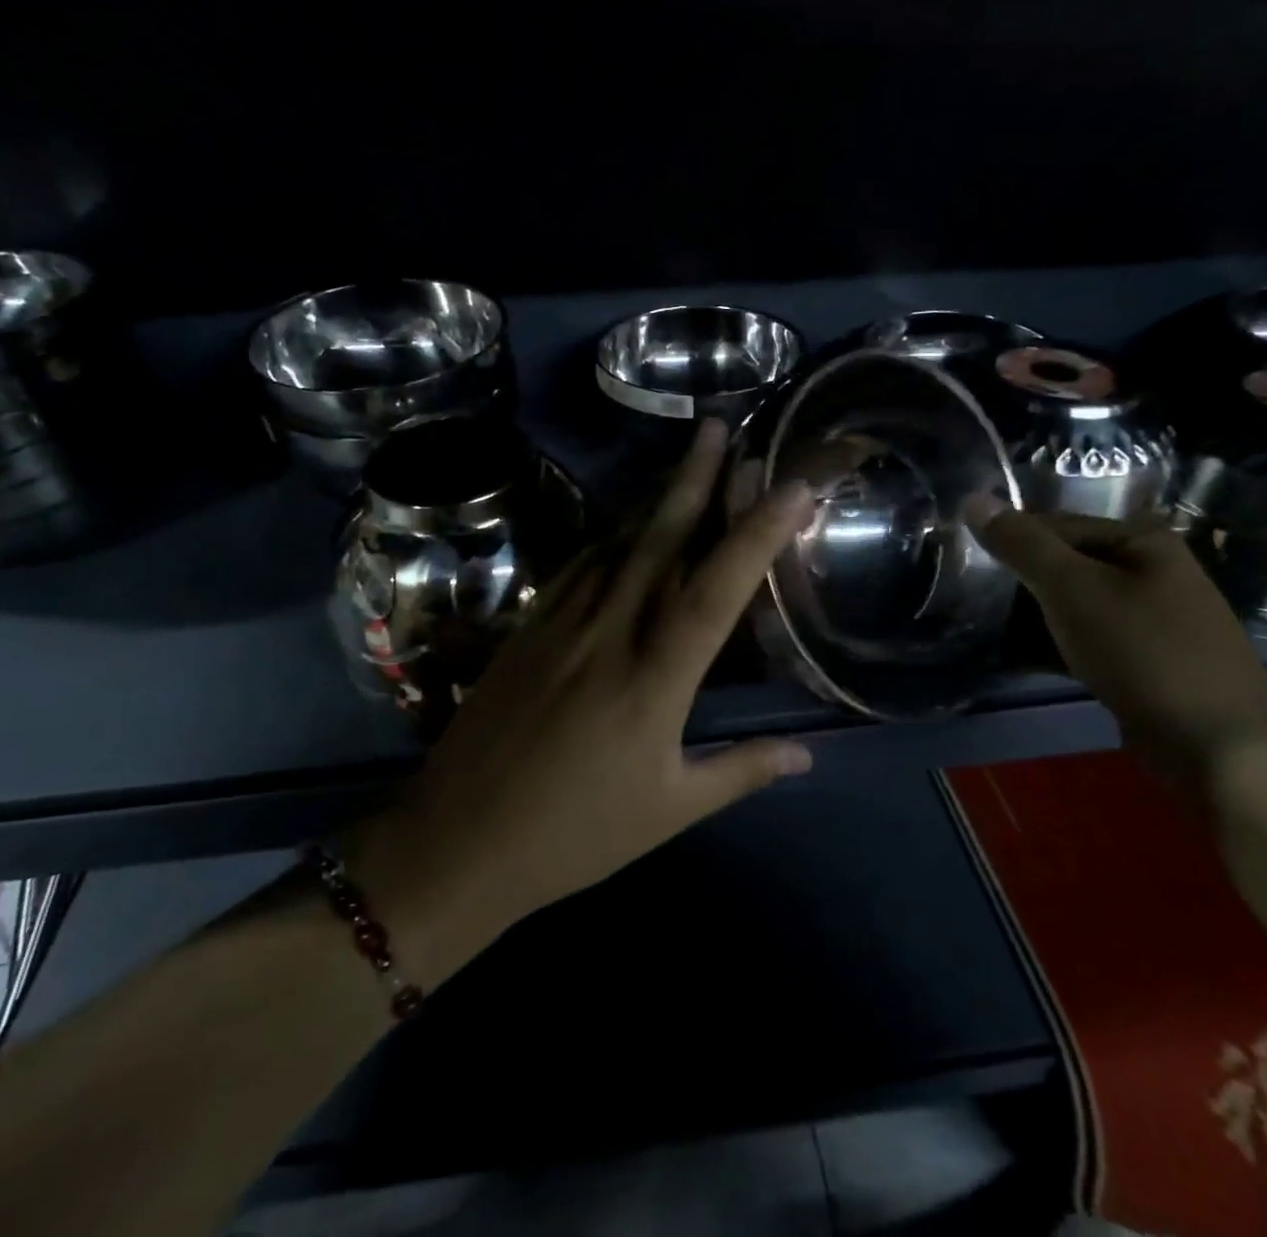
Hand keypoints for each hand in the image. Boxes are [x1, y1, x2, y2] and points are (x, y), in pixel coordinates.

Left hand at [344, 419, 817, 981]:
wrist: (459, 838)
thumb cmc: (575, 834)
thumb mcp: (669, 811)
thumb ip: (742, 771)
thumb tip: (808, 752)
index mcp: (653, 680)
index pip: (716, 590)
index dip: (757, 533)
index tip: (790, 486)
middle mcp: (610, 633)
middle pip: (660, 539)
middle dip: (695, 478)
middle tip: (720, 427)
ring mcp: (562, 622)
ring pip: (618, 542)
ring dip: (656, 498)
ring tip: (686, 461)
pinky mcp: (529, 626)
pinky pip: (581, 564)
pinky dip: (612, 535)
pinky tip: (626, 524)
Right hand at [969, 504, 1266, 796]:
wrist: (1218, 744)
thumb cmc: (1143, 649)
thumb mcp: (1071, 589)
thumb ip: (1021, 544)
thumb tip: (972, 498)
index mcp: (1140, 540)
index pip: (1054, 524)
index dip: (1008, 539)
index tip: (962, 561)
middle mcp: (1148, 569)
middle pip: (1063, 563)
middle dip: (1016, 581)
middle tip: (967, 597)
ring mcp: (1148, 617)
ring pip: (1071, 603)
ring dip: (1028, 616)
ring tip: (981, 627)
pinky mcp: (1142, 658)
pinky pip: (1084, 638)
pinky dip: (1051, 644)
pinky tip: (1013, 659)